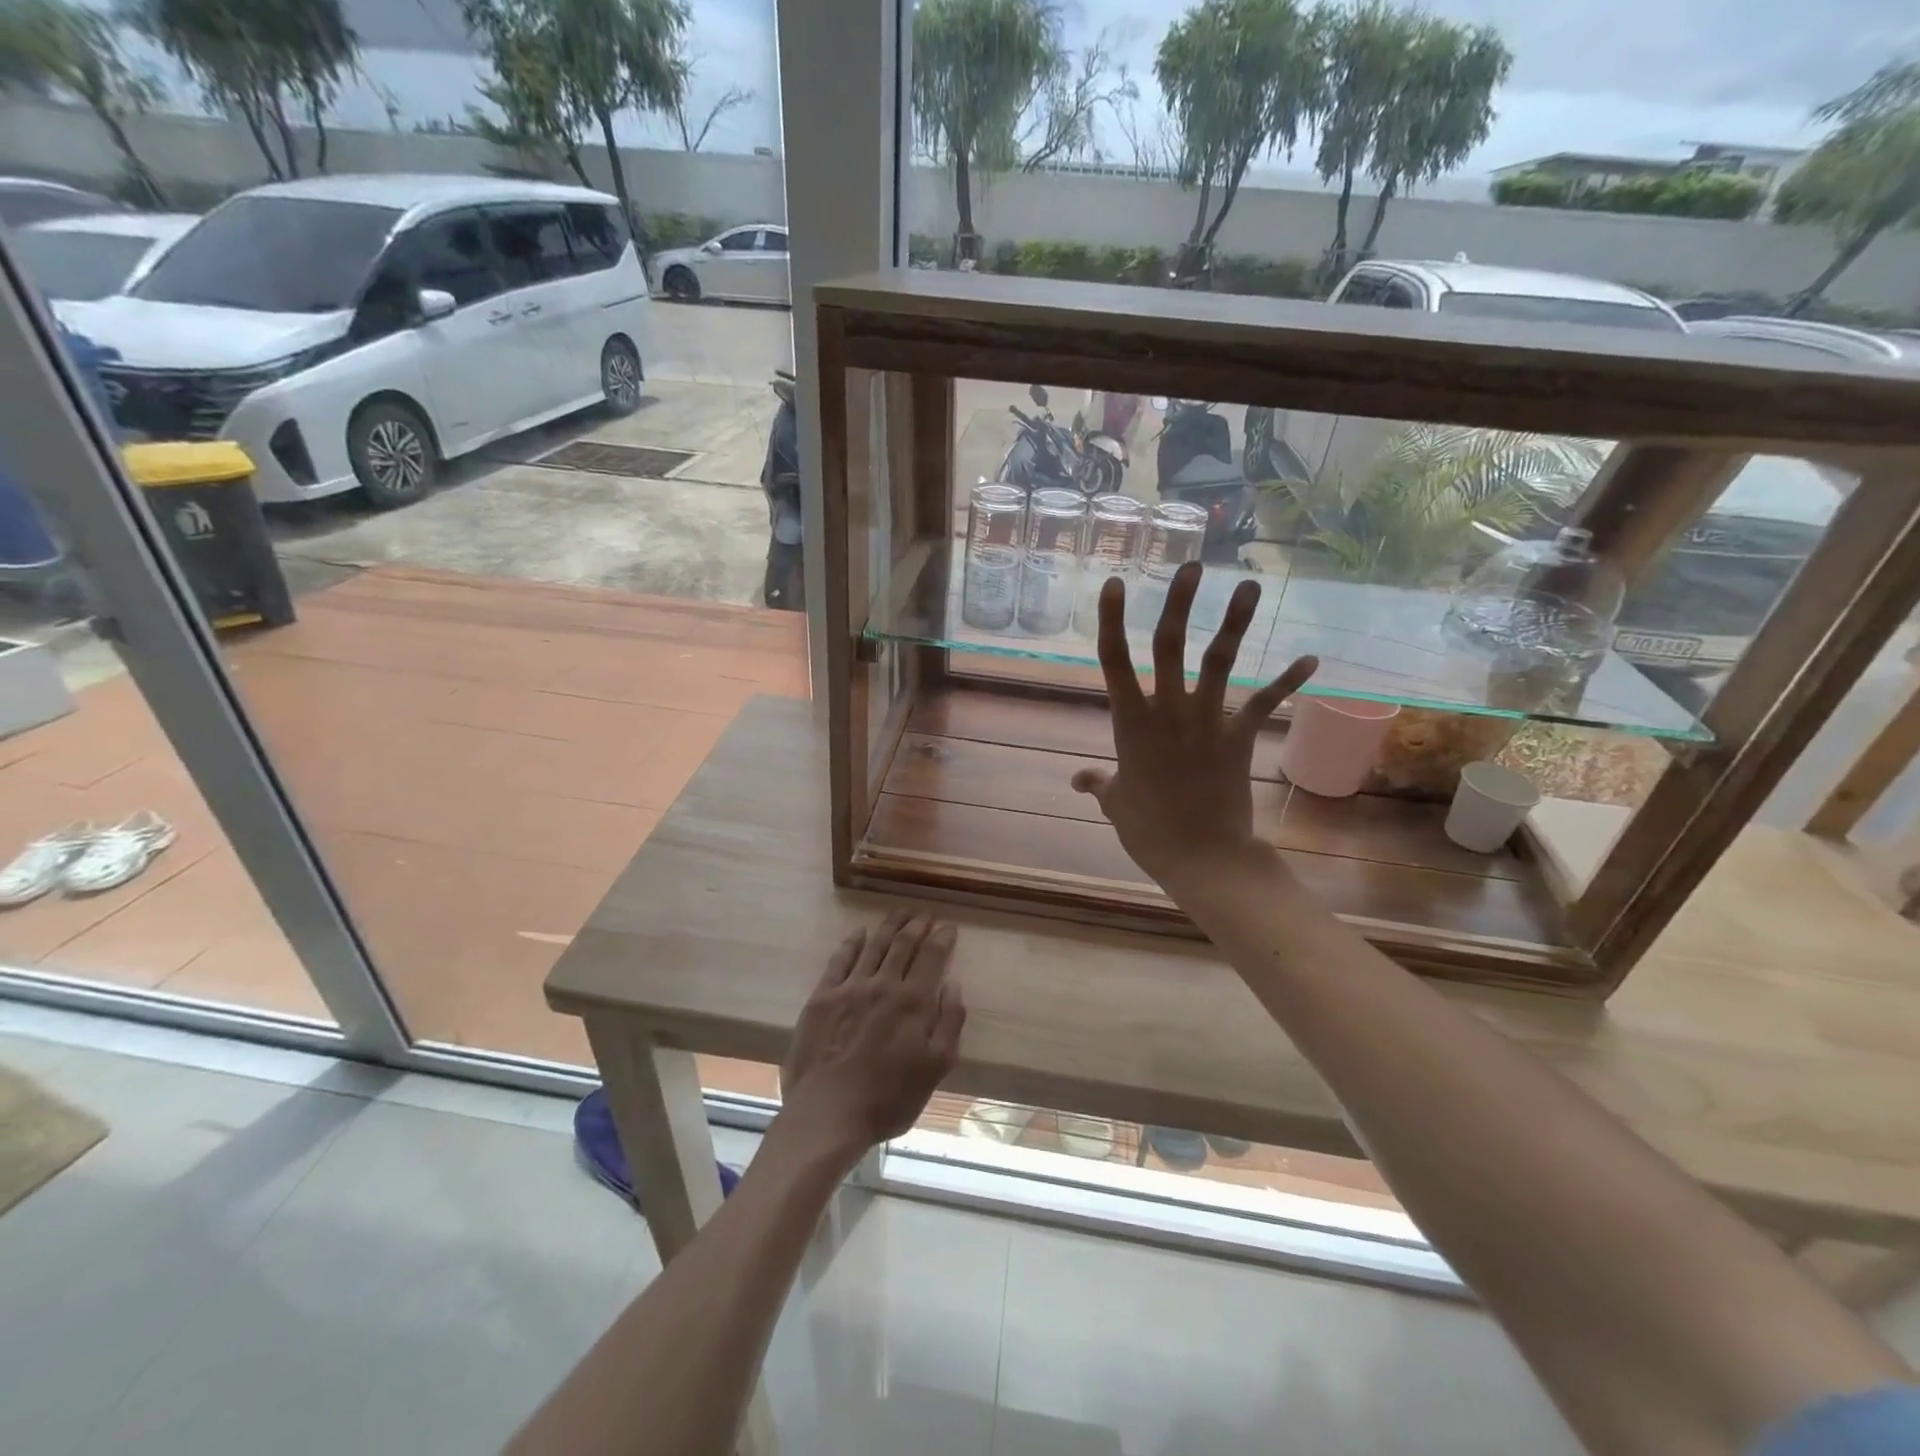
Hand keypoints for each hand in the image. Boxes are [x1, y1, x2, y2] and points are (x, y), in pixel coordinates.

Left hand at [777, 911, 965, 1164]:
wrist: (828, 1114)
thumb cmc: (889, 1099)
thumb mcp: (935, 1068)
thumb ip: (950, 1022)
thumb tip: (952, 984)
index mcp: (913, 1002)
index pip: (932, 957)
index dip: (942, 939)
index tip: (948, 926)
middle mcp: (883, 985)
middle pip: (903, 944)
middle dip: (917, 925)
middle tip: (924, 914)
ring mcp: (850, 988)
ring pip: (874, 945)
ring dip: (889, 926)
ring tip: (900, 913)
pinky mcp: (822, 996)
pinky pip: (840, 959)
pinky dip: (852, 942)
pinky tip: (860, 933)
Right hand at [1071, 562, 1315, 889]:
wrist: (1200, 856)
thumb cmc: (1148, 830)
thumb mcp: (1115, 803)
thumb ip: (1098, 783)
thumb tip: (1078, 778)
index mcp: (1131, 723)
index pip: (1114, 661)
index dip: (1114, 620)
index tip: (1117, 584)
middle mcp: (1167, 712)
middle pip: (1171, 647)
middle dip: (1180, 604)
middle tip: (1192, 566)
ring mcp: (1206, 722)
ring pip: (1219, 662)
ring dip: (1236, 622)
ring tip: (1250, 585)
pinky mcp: (1239, 737)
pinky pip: (1265, 703)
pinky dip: (1288, 681)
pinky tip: (1311, 660)